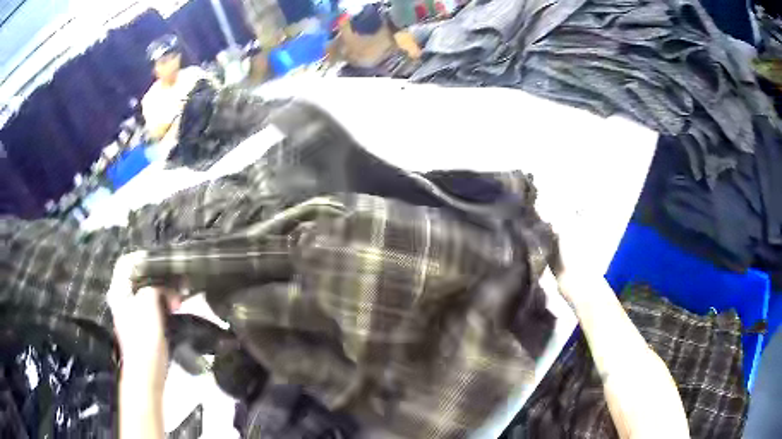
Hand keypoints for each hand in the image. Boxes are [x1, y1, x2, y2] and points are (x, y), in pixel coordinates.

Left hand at [108, 252, 168, 389]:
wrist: (147, 371)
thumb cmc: (144, 336)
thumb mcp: (148, 302)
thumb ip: (153, 285)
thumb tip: (163, 282)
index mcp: (119, 291)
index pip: (127, 262)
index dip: (143, 258)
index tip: (162, 263)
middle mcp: (123, 298)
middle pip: (139, 276)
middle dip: (158, 277)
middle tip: (175, 284)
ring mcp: (132, 311)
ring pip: (148, 291)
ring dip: (164, 291)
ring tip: (178, 299)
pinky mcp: (143, 323)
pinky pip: (153, 304)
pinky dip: (164, 303)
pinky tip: (175, 308)